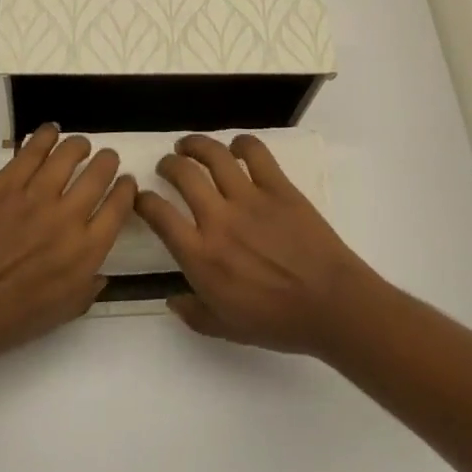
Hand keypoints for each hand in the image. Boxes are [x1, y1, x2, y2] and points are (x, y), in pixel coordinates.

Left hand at [0, 124, 134, 369]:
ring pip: (70, 152)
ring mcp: (35, 196)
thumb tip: (100, 271)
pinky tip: (50, 133)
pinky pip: (34, 149)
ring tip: (79, 146)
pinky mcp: (6, 183)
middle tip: (104, 161)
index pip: (119, 206)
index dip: (126, 189)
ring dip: (80, 145)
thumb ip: (85, 290)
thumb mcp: (56, 317)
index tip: (124, 184)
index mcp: (85, 253)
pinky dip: (46, 136)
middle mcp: (68, 218)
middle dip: (107, 161)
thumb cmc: (2, 323)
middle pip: (101, 172)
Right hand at [134, 133, 383, 356]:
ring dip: (196, 144)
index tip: (142, 197)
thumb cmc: (277, 322)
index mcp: (201, 257)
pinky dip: (242, 143)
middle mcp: (219, 219)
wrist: (329, 304)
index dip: (144, 200)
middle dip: (168, 164)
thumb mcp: (226, 329)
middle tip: (168, 165)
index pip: (159, 216)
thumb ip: (194, 313)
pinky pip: (255, 152)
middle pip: (183, 174)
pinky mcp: (278, 186)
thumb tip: (172, 298)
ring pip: (214, 155)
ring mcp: (249, 198)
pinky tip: (236, 147)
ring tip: (189, 145)